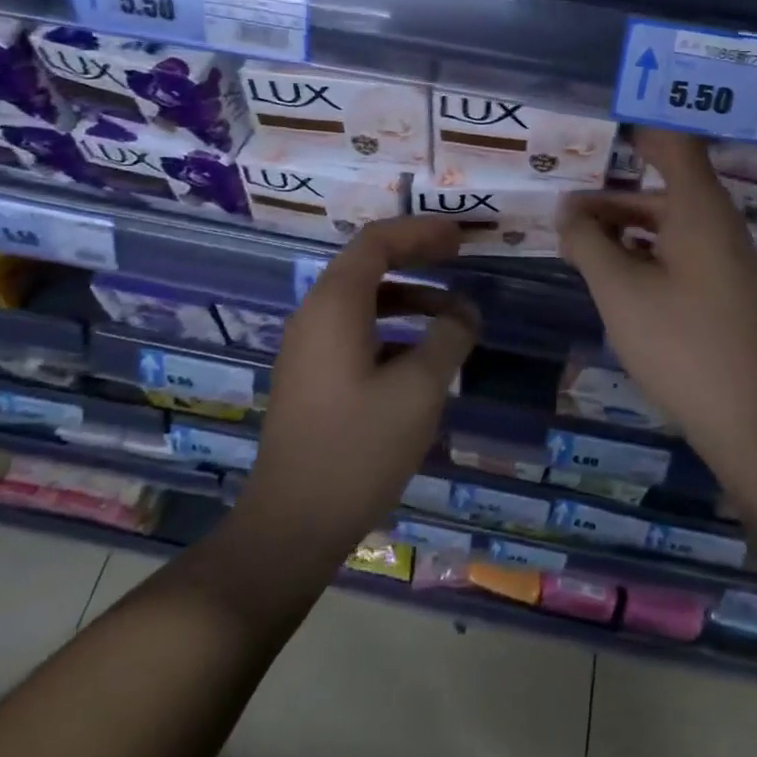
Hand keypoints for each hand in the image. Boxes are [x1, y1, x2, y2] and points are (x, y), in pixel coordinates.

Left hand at [238, 217, 479, 568]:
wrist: (292, 524)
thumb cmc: (358, 448)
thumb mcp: (418, 390)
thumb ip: (449, 339)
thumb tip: (464, 313)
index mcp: (335, 305)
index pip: (377, 241)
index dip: (420, 232)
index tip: (460, 236)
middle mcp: (315, 315)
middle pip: (367, 264)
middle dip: (415, 255)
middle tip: (459, 256)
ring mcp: (308, 348)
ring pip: (362, 300)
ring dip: (408, 296)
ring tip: (454, 311)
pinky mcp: (312, 377)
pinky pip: (355, 331)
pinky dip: (392, 327)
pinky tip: (423, 354)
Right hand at [558, 129, 756, 465]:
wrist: (747, 416)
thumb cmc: (679, 342)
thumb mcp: (618, 289)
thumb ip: (587, 242)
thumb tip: (567, 213)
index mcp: (698, 208)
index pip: (673, 143)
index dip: (638, 130)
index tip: (598, 129)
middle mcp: (716, 223)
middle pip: (663, 186)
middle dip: (611, 193)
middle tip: (563, 204)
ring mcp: (723, 257)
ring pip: (667, 221)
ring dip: (622, 225)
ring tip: (575, 240)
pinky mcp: (721, 287)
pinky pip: (678, 249)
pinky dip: (642, 249)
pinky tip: (610, 270)